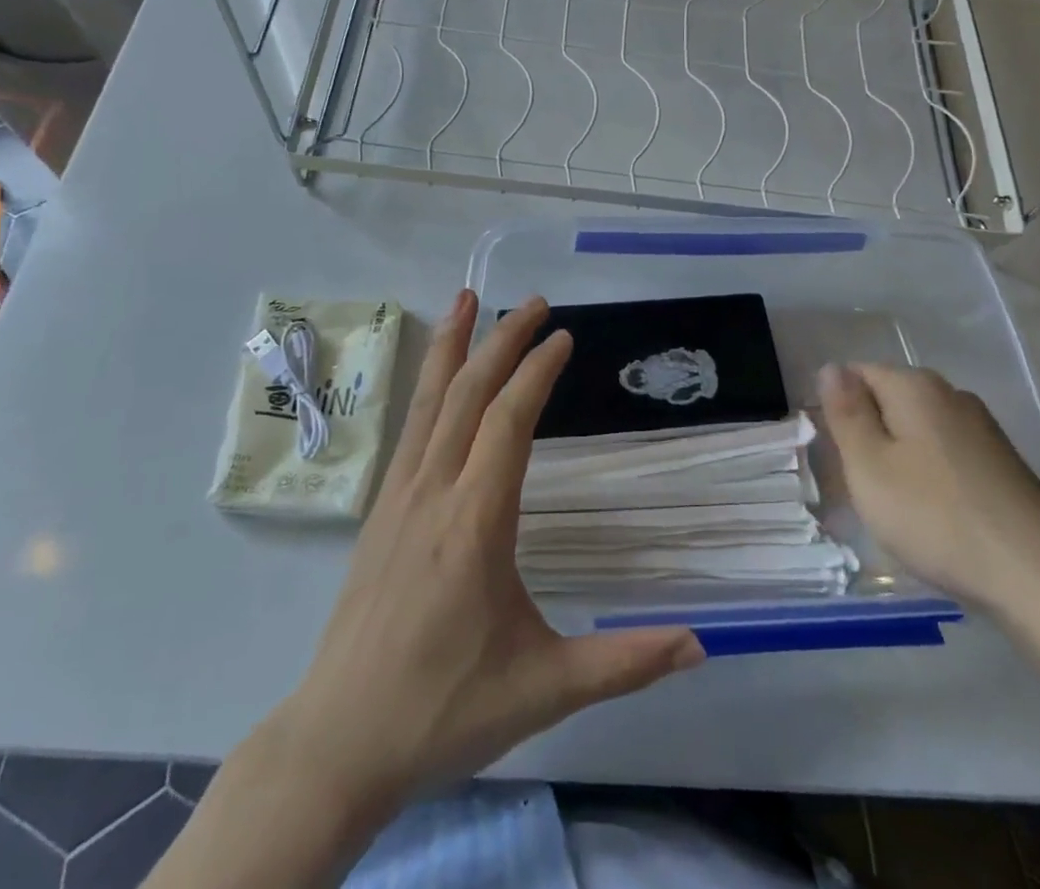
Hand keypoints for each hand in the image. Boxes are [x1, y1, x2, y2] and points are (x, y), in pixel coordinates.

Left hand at [268, 292, 702, 811]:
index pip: (509, 422)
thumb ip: (623, 664)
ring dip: (452, 345)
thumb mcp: (543, 690)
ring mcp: (398, 497)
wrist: (338, 741)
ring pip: (429, 402)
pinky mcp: (380, 510)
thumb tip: (701, 646)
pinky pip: (410, 428)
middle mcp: (433, 492)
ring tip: (467, 298)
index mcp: (475, 523)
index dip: (537, 372)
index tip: (563, 337)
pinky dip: (427, 384)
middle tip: (534, 302)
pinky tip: (438, 375)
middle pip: (469, 395)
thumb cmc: (444, 711)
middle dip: (502, 341)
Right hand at [816, 363, 1039, 621]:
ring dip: (898, 460)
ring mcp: (983, 430)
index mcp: (915, 385)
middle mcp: (952, 395)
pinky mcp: (1004, 466)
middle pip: (889, 401)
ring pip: (918, 432)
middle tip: (860, 486)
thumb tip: (831, 368)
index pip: (856, 374)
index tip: (835, 455)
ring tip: (894, 508)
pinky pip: (947, 457)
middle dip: (868, 436)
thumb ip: (846, 413)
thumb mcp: (869, 466)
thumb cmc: (936, 517)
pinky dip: (931, 479)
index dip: (838, 410)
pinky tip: (934, 518)